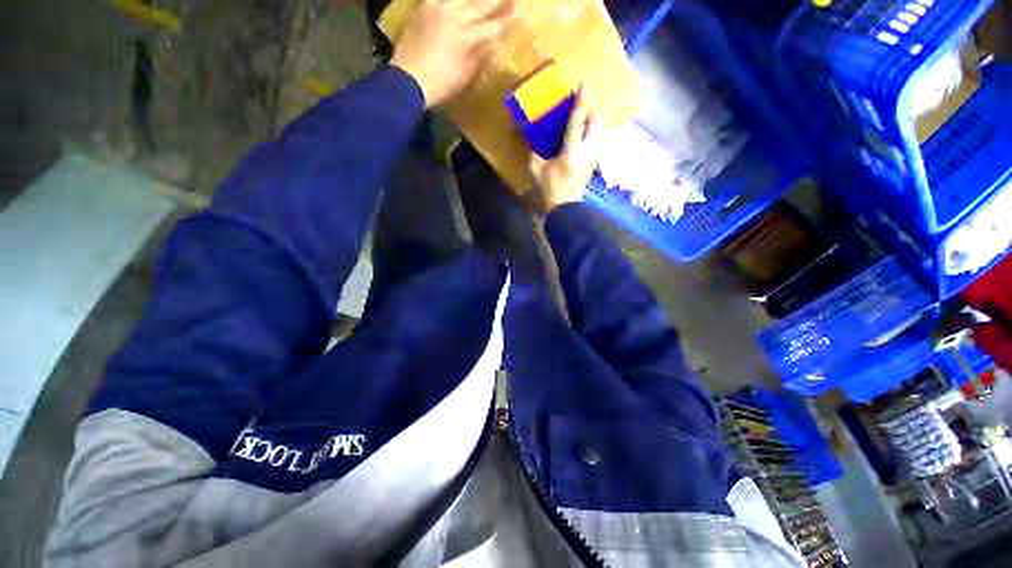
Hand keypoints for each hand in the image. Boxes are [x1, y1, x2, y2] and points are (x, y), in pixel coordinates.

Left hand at [391, 0, 514, 107]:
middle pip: (482, 4)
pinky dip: (454, 0)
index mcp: (469, 38)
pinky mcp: (425, 7)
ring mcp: (439, 8)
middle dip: (498, 2)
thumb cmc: (441, 84)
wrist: (409, 79)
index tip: (520, 11)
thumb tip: (493, 41)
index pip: (494, 25)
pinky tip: (458, 1)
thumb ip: (479, 55)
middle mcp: (456, 17)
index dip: (508, 19)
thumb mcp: (465, 74)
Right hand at [529, 86, 602, 211]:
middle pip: (597, 122)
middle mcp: (587, 151)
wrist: (565, 206)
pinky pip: (596, 142)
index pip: (577, 122)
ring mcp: (593, 157)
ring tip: (579, 126)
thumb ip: (533, 153)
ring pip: (599, 132)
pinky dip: (591, 136)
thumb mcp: (537, 170)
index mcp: (572, 151)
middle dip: (590, 113)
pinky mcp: (594, 163)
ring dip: (592, 124)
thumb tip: (531, 141)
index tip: (585, 85)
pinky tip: (580, 141)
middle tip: (577, 114)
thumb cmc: (550, 188)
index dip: (581, 102)